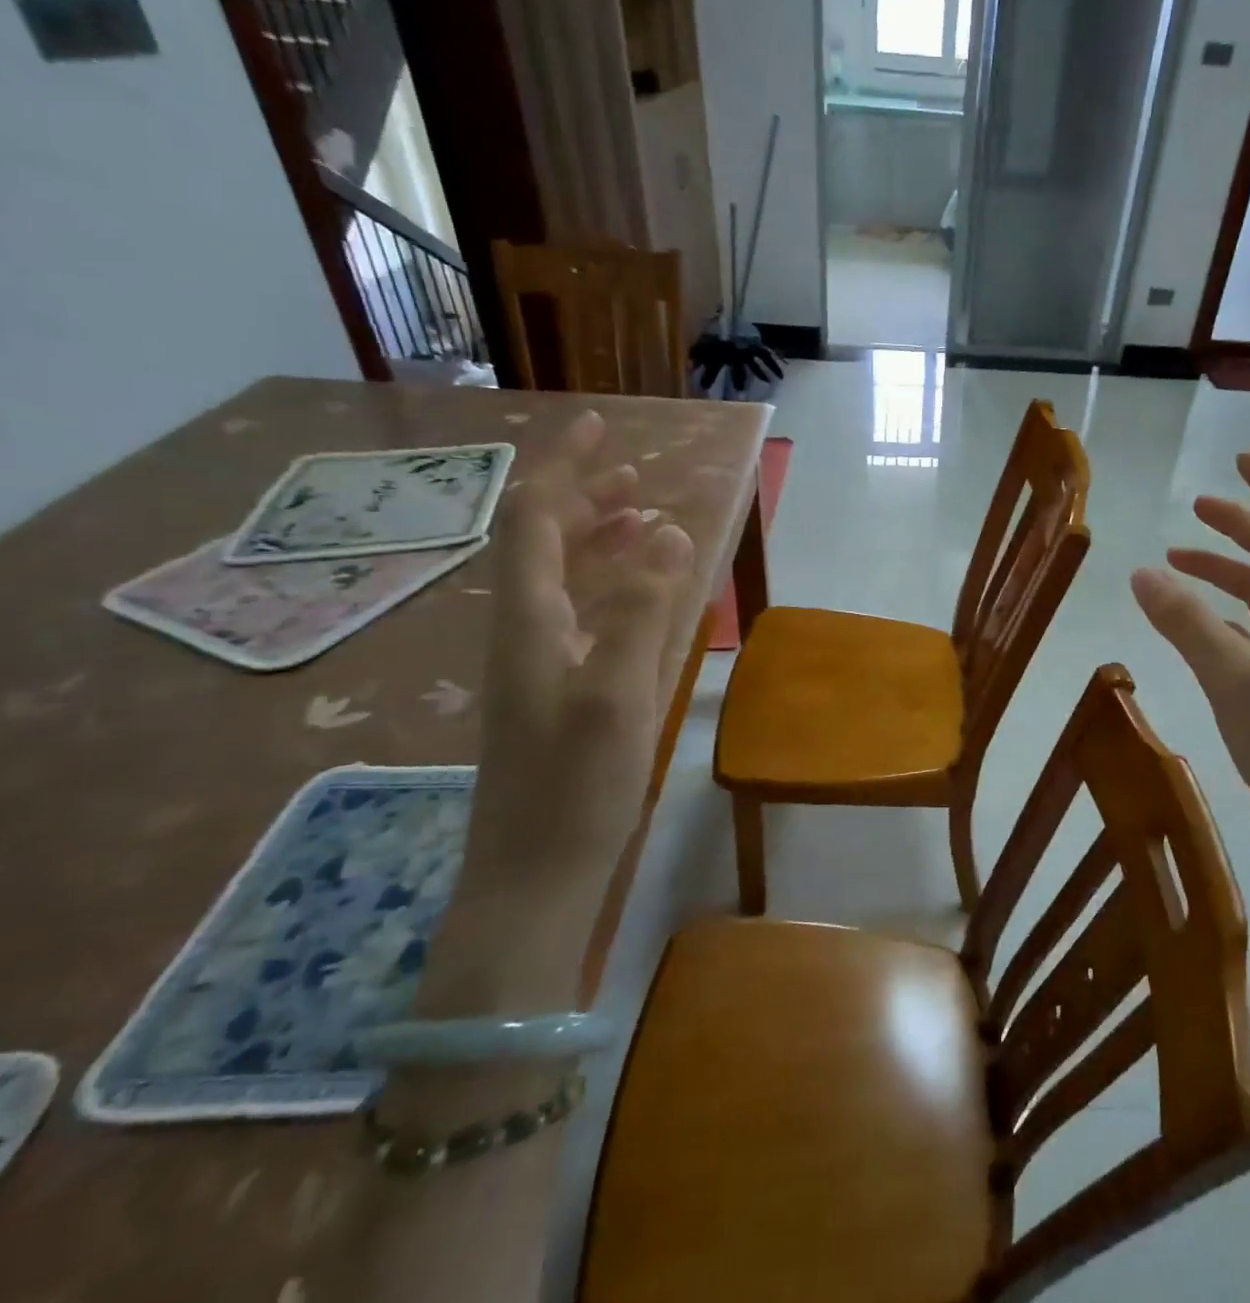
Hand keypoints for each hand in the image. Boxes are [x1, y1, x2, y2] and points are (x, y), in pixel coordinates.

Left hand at [421, 410, 694, 1014]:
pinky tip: (641, 591)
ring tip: (645, 517)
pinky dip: (612, 584)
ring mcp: (540, 660)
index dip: (565, 467)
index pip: (534, 517)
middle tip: (638, 474)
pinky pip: (582, 612)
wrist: (535, 875)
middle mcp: (526, 629)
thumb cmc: (574, 788)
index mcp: (530, 620)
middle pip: (544, 540)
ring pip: (563, 577)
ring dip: (600, 538)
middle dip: (587, 497)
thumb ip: (641, 610)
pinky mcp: (558, 689)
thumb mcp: (616, 694)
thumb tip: (669, 530)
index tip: (603, 427)